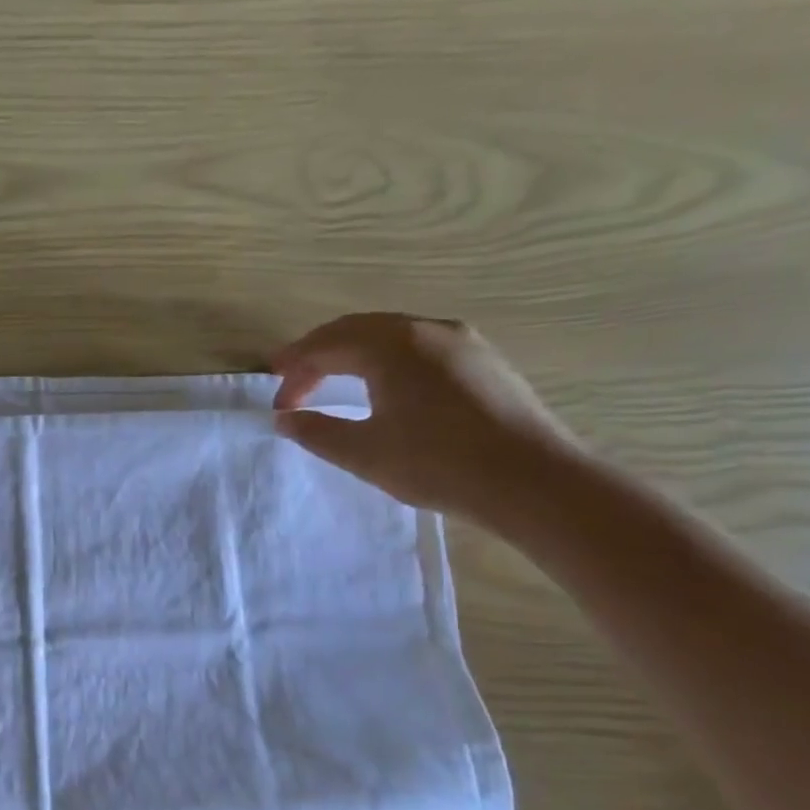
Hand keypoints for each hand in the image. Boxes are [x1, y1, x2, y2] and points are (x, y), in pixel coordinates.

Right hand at [273, 313, 583, 528]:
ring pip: (391, 334)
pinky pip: (419, 345)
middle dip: (319, 353)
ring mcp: (462, 342)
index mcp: (393, 346)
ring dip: (352, 352)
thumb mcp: (364, 453)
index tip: (277, 401)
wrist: (532, 480)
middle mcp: (427, 330)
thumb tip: (285, 419)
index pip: (327, 346)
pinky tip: (383, 384)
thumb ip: (317, 432)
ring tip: (331, 377)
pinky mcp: (483, 360)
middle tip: (291, 377)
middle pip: (357, 329)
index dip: (295, 371)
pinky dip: (386, 357)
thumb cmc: (438, 463)